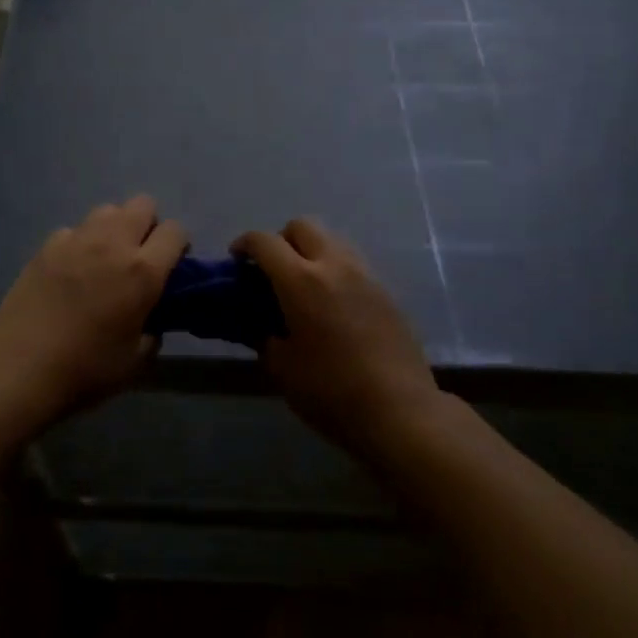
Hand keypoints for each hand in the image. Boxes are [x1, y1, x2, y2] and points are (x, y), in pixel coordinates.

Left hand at [0, 196, 186, 428]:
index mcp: (143, 271)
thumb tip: (150, 321)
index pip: (175, 231)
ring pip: (107, 210)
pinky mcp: (46, 246)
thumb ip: (152, 332)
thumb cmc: (85, 369)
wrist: (19, 368)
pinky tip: (71, 270)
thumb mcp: (135, 361)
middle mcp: (113, 243)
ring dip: (114, 228)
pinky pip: (73, 230)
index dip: (179, 246)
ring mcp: (76, 240)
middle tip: (139, 257)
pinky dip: (79, 243)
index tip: (172, 267)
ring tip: (105, 259)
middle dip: (148, 225)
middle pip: (142, 204)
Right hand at [232, 219, 442, 459]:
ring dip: (311, 251)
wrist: (400, 411)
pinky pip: (352, 263)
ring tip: (304, 285)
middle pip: (302, 226)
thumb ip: (265, 337)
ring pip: (331, 239)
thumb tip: (262, 325)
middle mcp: (334, 265)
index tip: (237, 260)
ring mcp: (364, 275)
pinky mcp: (385, 291)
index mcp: (301, 281)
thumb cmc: (331, 391)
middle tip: (273, 270)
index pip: (265, 242)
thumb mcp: (283, 368)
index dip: (245, 244)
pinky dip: (334, 270)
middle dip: (281, 239)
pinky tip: (332, 304)